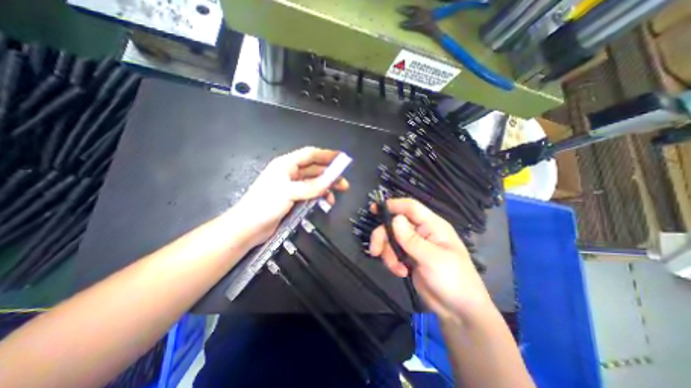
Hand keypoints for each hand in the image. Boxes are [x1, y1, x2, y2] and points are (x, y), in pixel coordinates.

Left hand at [234, 145, 351, 248]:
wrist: (248, 227)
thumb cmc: (264, 205)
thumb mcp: (289, 192)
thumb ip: (311, 187)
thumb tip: (331, 181)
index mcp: (286, 164)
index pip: (310, 154)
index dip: (326, 155)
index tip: (341, 159)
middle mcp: (290, 173)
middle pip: (314, 168)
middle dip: (330, 173)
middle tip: (343, 181)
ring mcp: (292, 186)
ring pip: (314, 182)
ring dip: (326, 186)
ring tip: (338, 192)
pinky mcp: (293, 198)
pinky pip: (311, 193)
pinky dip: (319, 195)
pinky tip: (326, 201)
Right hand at [370, 198, 493, 322]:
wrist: (459, 311)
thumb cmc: (454, 280)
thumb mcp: (432, 259)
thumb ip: (411, 240)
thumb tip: (395, 219)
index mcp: (432, 226)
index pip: (410, 207)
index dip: (393, 205)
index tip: (373, 209)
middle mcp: (422, 232)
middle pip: (395, 224)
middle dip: (383, 236)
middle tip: (375, 251)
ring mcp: (414, 245)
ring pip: (391, 239)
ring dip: (388, 253)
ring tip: (397, 269)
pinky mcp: (408, 257)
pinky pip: (392, 252)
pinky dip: (392, 262)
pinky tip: (401, 273)